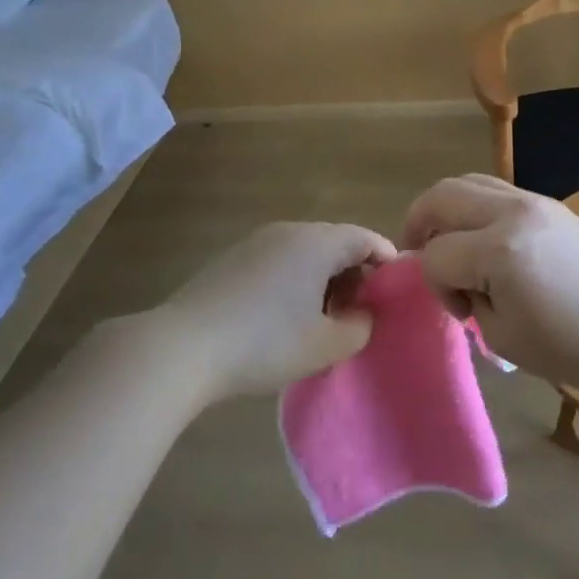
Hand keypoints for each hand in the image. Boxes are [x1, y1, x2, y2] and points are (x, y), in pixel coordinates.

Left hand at [158, 221, 397, 398]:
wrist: (183, 347)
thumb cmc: (265, 343)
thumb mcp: (325, 345)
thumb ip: (359, 328)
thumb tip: (362, 316)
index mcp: (318, 242)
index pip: (366, 239)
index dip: (387, 263)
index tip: (395, 292)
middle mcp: (289, 231)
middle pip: (335, 242)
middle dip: (355, 274)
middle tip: (359, 312)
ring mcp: (256, 242)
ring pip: (305, 252)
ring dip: (323, 279)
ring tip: (323, 319)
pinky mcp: (232, 259)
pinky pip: (278, 261)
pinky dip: (294, 281)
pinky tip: (283, 317)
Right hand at [402, 174, 578, 397]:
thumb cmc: (575, 347)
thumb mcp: (505, 337)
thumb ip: (470, 300)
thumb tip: (463, 279)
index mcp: (498, 250)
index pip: (436, 255)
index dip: (435, 286)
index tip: (460, 311)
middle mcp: (512, 212)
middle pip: (441, 195)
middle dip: (419, 223)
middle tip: (417, 252)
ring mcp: (535, 201)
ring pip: (468, 182)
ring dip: (447, 209)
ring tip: (448, 240)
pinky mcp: (551, 204)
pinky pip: (497, 190)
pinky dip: (475, 208)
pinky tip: (484, 240)